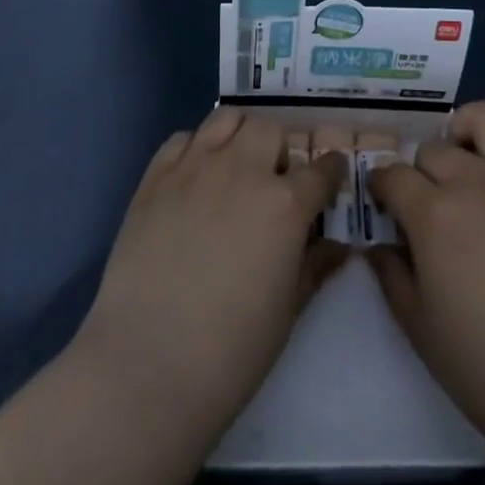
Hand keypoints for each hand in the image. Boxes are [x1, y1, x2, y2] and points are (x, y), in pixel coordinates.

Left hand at [75, 106, 349, 437]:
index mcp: (285, 203)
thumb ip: (314, 267)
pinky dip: (195, 148)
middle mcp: (243, 170)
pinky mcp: (155, 177)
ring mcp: (195, 167)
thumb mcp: (288, 312)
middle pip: (270, 131)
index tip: (331, 177)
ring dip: (239, 136)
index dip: (331, 171)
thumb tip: (338, 246)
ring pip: (227, 119)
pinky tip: (194, 177)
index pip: (321, 169)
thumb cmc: (231, 351)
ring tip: (235, 166)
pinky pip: (182, 139)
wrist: (147, 365)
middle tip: (274, 181)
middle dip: (279, 151)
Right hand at [365, 100, 484, 463]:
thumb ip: (392, 276)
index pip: (392, 174)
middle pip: (434, 148)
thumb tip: (377, 245)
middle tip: (428, 201)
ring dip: (470, 132)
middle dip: (421, 169)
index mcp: (433, 213)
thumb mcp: (420, 329)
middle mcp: (475, 180)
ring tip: (469, 160)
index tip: (382, 200)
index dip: (381, 184)